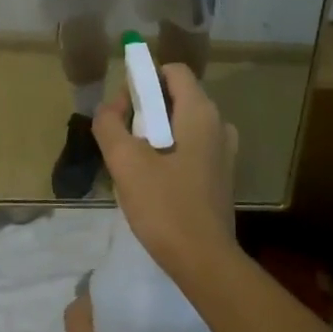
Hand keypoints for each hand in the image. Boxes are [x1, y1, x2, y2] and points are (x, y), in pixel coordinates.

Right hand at [92, 64, 239, 281]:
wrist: (205, 261)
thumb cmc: (165, 206)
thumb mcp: (126, 162)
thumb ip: (110, 125)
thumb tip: (108, 108)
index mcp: (200, 112)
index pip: (173, 70)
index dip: (144, 78)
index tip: (123, 104)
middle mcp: (218, 123)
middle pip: (177, 96)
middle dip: (145, 108)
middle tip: (121, 135)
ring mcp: (224, 151)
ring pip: (183, 124)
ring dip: (156, 132)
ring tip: (134, 160)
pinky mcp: (221, 175)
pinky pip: (192, 147)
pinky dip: (170, 151)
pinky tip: (153, 180)